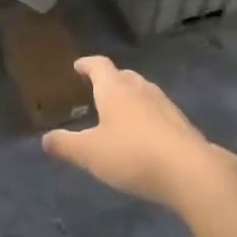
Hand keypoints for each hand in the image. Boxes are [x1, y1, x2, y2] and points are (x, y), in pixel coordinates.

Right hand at [41, 56, 224, 208]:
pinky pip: (158, 112)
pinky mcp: (181, 124)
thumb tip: (46, 139)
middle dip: (110, 80)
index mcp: (115, 88)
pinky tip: (145, 135)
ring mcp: (164, 104)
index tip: (78, 66)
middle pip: (123, 76)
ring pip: (143, 92)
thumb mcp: (90, 153)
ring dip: (130, 97)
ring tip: (120, 113)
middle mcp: (140, 88)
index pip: (99, 65)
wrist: (190, 171)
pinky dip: (147, 116)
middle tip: (98, 90)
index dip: (87, 64)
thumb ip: (66, 145)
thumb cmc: (132, 154)